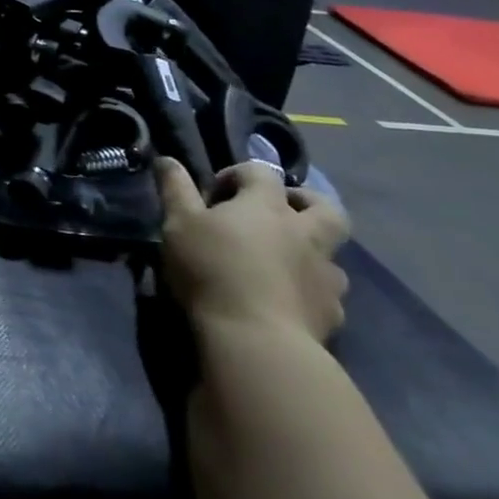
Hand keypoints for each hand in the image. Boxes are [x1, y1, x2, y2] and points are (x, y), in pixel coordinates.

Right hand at [156, 158, 350, 344]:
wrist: (256, 340)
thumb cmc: (211, 269)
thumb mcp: (178, 223)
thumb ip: (175, 188)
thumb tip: (167, 158)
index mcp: (267, 206)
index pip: (261, 172)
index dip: (237, 175)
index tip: (213, 196)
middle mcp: (304, 234)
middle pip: (324, 206)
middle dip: (304, 202)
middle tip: (277, 213)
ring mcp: (324, 275)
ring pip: (332, 254)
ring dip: (312, 251)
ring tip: (282, 263)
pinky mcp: (331, 313)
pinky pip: (327, 294)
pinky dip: (310, 291)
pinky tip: (288, 301)